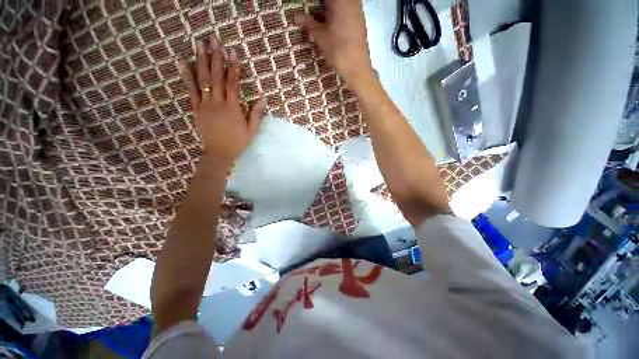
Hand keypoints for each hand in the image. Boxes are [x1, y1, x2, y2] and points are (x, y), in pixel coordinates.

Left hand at [182, 36, 265, 166]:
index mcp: (233, 108)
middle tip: (214, 40)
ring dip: (201, 61)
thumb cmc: (238, 142)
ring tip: (198, 44)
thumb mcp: (252, 130)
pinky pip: (190, 90)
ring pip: (202, 80)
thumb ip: (256, 114)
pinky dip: (187, 76)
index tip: (233, 53)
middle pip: (216, 77)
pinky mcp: (196, 109)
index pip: (233, 84)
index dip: (234, 68)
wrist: (219, 153)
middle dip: (216, 57)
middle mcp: (217, 103)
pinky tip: (183, 63)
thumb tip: (262, 98)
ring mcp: (205, 105)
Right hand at [295, 0, 374, 83]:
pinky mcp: (360, 20)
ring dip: (329, 9)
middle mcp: (350, 1)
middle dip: (321, 5)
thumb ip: (309, 24)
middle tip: (312, 14)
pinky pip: (347, 10)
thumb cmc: (338, 50)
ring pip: (341, 4)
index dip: (314, 3)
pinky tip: (330, 24)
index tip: (308, 8)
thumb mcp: (320, 36)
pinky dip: (337, 14)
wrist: (356, 66)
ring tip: (319, 18)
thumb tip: (296, 17)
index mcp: (339, 0)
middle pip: (333, 0)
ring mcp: (357, 10)